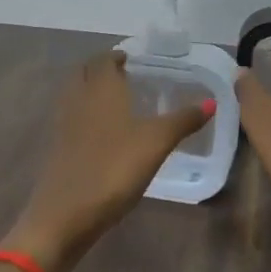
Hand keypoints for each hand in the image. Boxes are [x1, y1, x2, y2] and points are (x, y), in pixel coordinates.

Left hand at [5, 49, 213, 271]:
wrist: (65, 215)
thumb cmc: (113, 169)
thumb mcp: (156, 143)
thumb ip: (183, 120)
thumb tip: (212, 101)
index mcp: (101, 90)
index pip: (103, 60)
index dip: (116, 56)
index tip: (132, 60)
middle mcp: (78, 100)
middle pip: (84, 73)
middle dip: (101, 70)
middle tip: (125, 77)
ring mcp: (63, 126)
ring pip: (75, 96)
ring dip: (91, 92)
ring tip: (116, 103)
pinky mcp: (57, 151)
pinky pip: (71, 120)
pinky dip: (85, 116)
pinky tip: (104, 135)